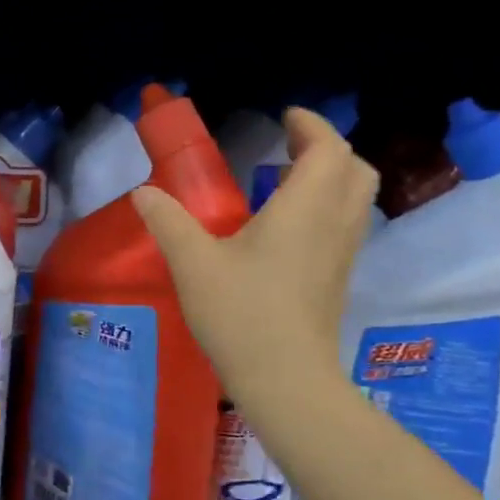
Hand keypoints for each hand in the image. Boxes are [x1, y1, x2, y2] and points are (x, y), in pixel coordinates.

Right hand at [132, 106, 378, 411]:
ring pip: (355, 198)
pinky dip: (326, 206)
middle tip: (288, 146)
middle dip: (326, 149)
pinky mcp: (338, 279)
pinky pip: (345, 224)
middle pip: (354, 169)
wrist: (286, 381)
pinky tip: (286, 226)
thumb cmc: (241, 314)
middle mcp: (334, 224)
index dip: (311, 126)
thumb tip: (144, 193)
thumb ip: (168, 221)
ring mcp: (342, 254)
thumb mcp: (193, 263)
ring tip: (284, 181)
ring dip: (329, 178)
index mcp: (304, 209)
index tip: (285, 118)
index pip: (328, 149)